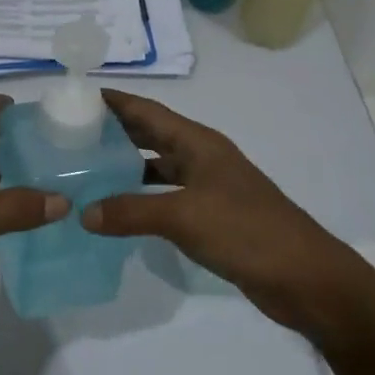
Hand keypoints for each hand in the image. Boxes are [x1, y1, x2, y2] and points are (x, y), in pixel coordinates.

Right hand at [80, 90, 372, 340]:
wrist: (304, 277)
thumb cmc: (246, 231)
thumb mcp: (183, 216)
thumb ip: (131, 211)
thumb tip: (83, 213)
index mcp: (199, 144)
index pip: (148, 111)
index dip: (116, 101)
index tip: (77, 96)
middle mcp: (203, 158)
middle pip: (152, 135)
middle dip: (115, 131)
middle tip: (71, 133)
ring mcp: (209, 188)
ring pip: (158, 167)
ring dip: (126, 165)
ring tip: (86, 168)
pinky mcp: (212, 216)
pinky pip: (166, 197)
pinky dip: (141, 197)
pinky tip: (118, 209)